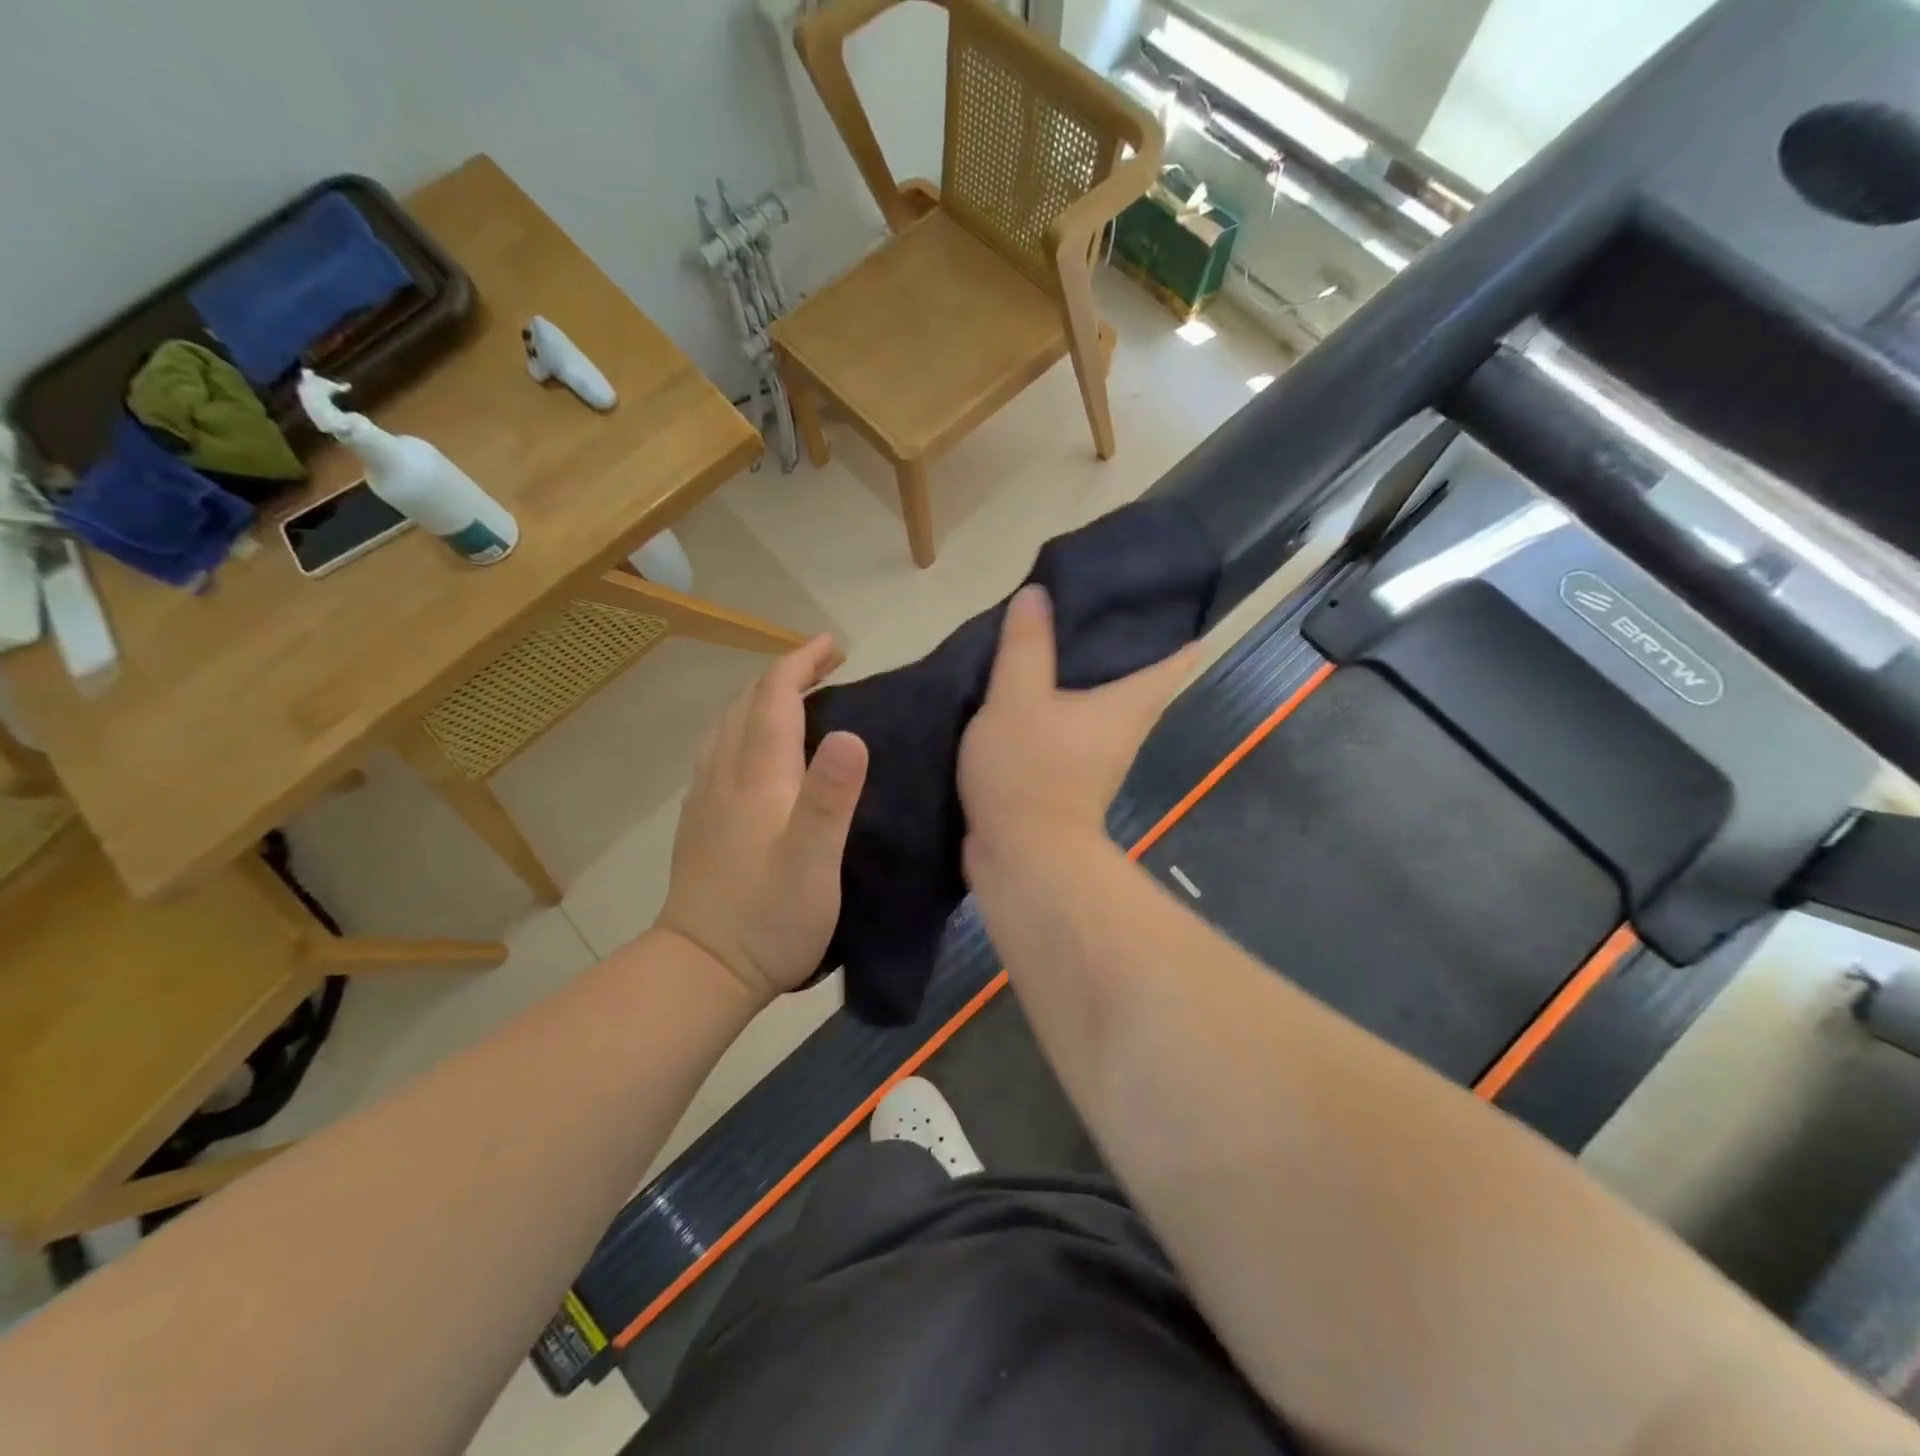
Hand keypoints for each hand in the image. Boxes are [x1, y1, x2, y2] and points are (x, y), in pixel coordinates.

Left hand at [658, 636, 867, 1002]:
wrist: (701, 970)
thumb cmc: (769, 919)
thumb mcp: (814, 863)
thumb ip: (830, 798)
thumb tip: (852, 733)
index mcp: (758, 779)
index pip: (774, 699)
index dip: (800, 663)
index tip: (831, 644)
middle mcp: (725, 777)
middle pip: (746, 705)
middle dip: (783, 674)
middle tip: (823, 665)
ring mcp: (706, 799)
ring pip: (726, 727)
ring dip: (759, 699)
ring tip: (792, 697)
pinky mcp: (700, 822)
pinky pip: (718, 752)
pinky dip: (741, 728)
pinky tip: (752, 748)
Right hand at [959, 585, 1198, 860]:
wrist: (1020, 855)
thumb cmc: (1029, 770)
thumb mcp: (1018, 697)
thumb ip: (1026, 646)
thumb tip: (1037, 594)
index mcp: (1127, 705)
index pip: (1174, 661)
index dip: (1179, 632)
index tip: (1173, 603)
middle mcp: (1123, 731)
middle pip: (1139, 682)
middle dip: (1126, 648)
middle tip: (1099, 606)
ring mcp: (1097, 760)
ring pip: (1101, 706)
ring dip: (1087, 679)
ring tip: (1060, 640)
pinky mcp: (1067, 781)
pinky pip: (1070, 731)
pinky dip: (1059, 708)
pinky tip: (1030, 692)